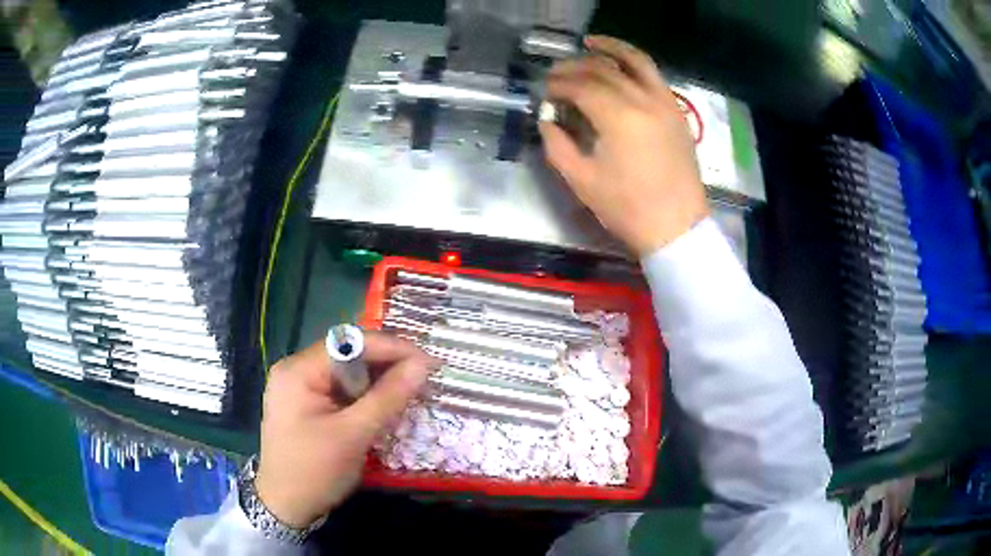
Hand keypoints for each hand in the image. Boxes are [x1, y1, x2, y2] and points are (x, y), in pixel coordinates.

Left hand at [255, 332, 437, 527]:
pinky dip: (364, 395)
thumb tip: (423, 365)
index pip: (350, 342)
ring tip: (410, 390)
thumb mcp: (354, 434)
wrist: (286, 507)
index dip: (391, 348)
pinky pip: (339, 389)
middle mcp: (295, 370)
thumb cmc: (315, 471)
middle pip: (347, 354)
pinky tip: (384, 404)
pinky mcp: (305, 404)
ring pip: (346, 372)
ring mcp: (298, 387)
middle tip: (423, 377)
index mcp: (298, 370)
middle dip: (386, 364)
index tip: (428, 361)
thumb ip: (388, 396)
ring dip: (377, 380)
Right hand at [540, 35, 708, 255]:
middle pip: (603, 70)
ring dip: (610, 48)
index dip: (558, 85)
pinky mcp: (676, 111)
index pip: (581, 86)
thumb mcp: (582, 181)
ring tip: (589, 42)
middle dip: (575, 67)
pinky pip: (655, 76)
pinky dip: (636, 63)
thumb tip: (547, 119)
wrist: (676, 227)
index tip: (543, 90)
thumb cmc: (628, 208)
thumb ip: (557, 144)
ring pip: (636, 62)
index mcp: (619, 118)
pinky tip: (622, 63)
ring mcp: (665, 103)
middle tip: (556, 73)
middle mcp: (643, 100)